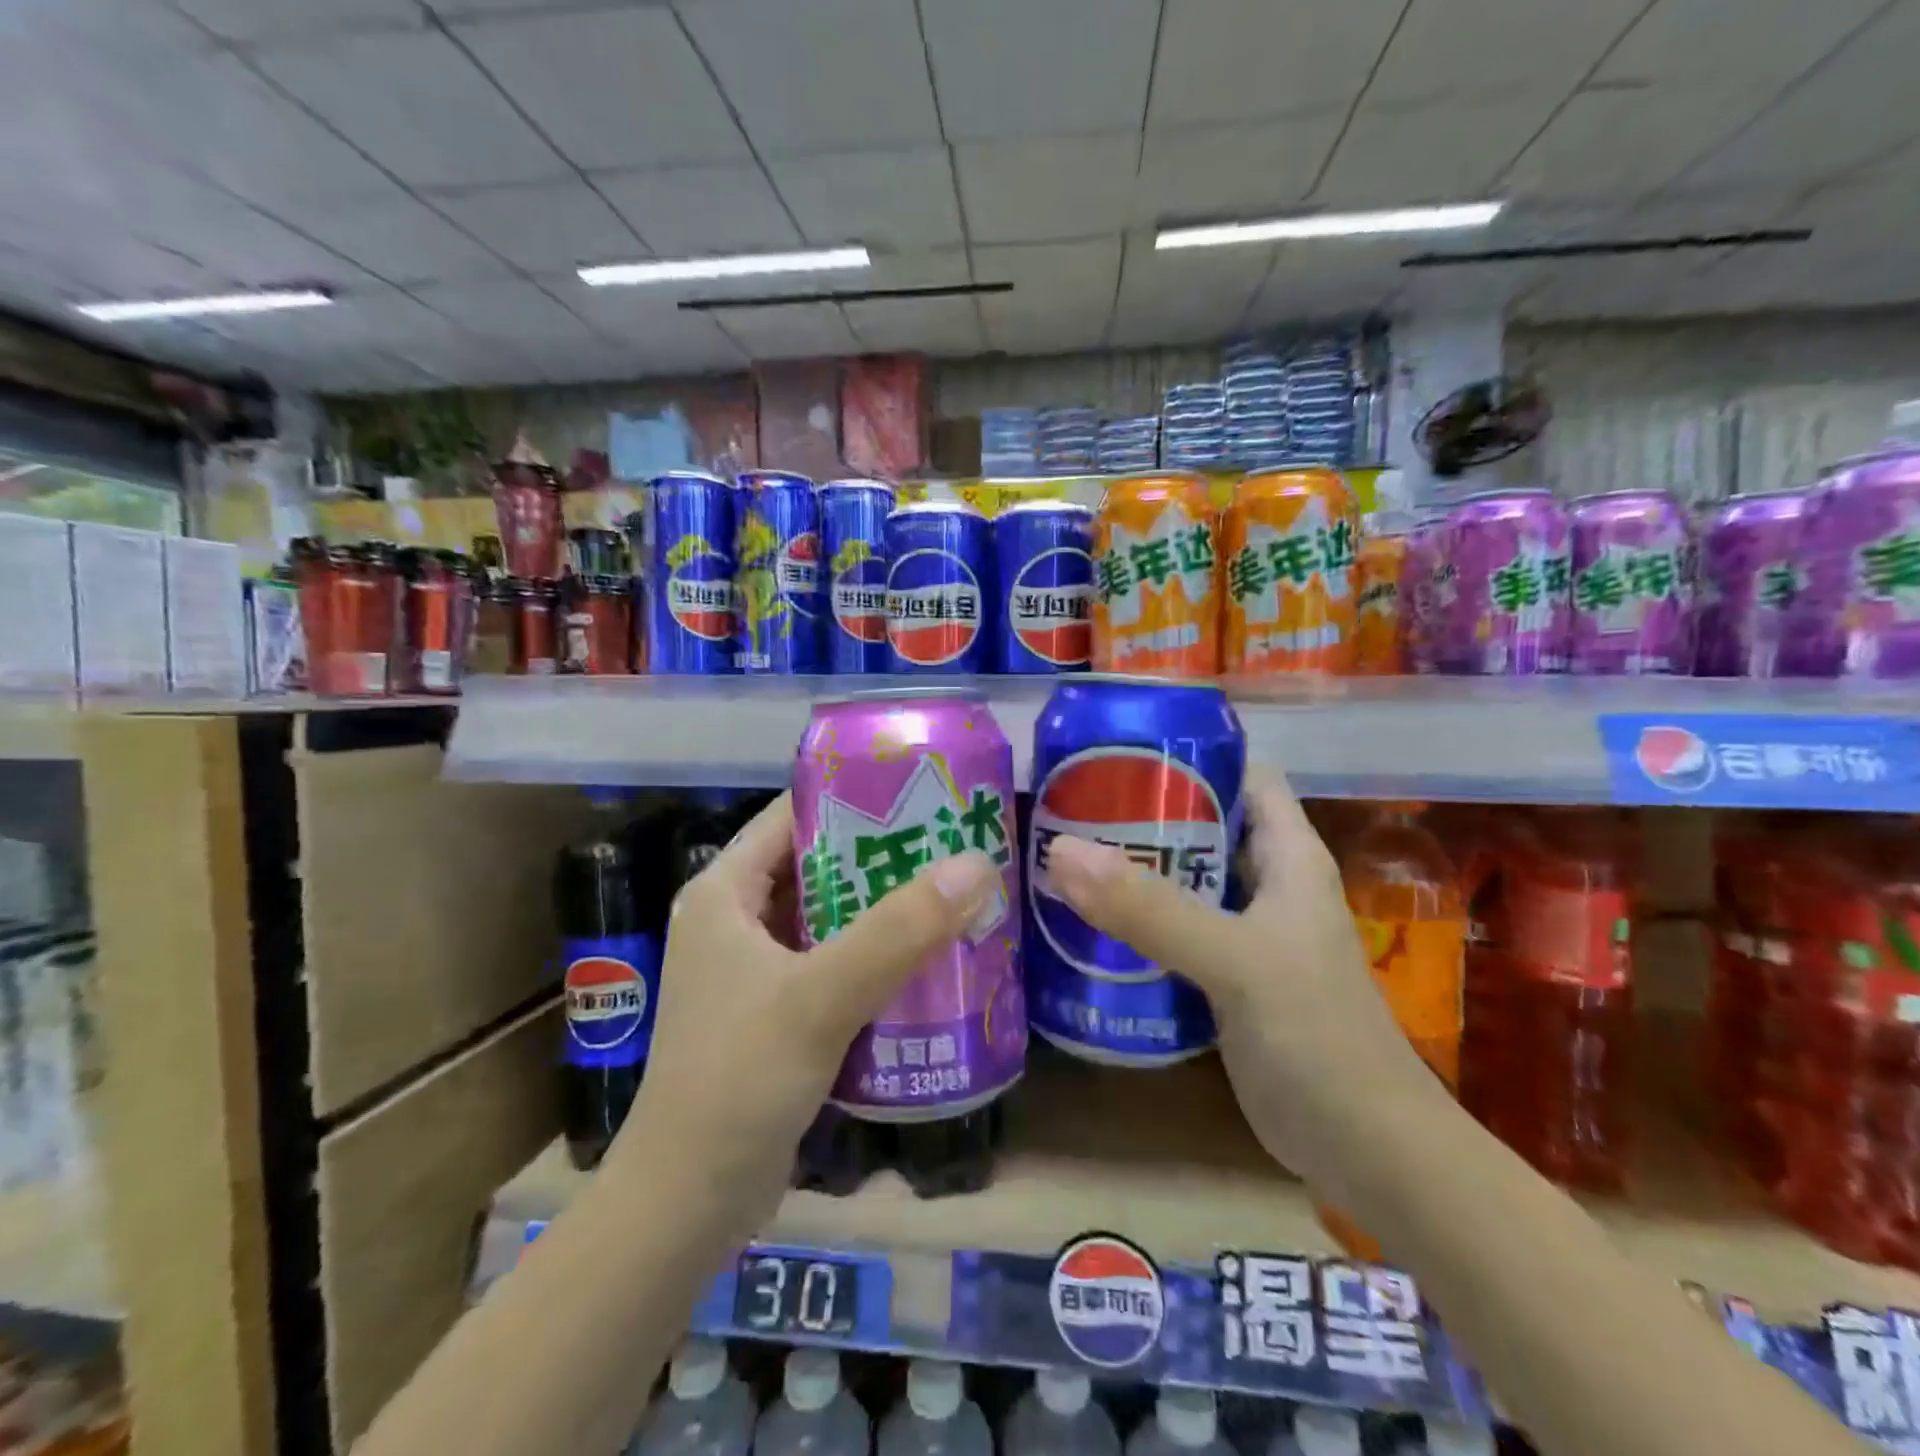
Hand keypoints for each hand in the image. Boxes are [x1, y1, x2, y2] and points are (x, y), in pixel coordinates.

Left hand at [606, 792, 1000, 1235]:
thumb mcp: (820, 996)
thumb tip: (976, 864)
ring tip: (954, 895)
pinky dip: (877, 959)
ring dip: (886, 911)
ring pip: (832, 919)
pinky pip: (836, 966)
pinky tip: (930, 962)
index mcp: (725, 893)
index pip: (793, 816)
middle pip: (820, 867)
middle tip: (954, 845)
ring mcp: (756, 971)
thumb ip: (898, 931)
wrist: (686, 1207)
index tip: (921, 792)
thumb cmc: (737, 1081)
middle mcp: (736, 921)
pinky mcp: (777, 1014)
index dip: (854, 797)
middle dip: (884, 858)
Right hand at [1042, 772, 1435, 1204]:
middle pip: (1200, 826)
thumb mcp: (1235, 960)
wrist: (1368, 1153)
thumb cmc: (1319, 1037)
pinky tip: (1084, 923)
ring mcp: (1246, 933)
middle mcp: (1266, 884)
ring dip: (1132, 868)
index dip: (1186, 753)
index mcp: (1286, 855)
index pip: (1239, 774)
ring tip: (1062, 854)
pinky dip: (1134, 921)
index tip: (1115, 748)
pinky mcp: (1226, 978)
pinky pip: (1172, 931)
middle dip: (1141, 812)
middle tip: (1068, 803)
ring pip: (1182, 880)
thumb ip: (1151, 907)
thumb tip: (1060, 850)